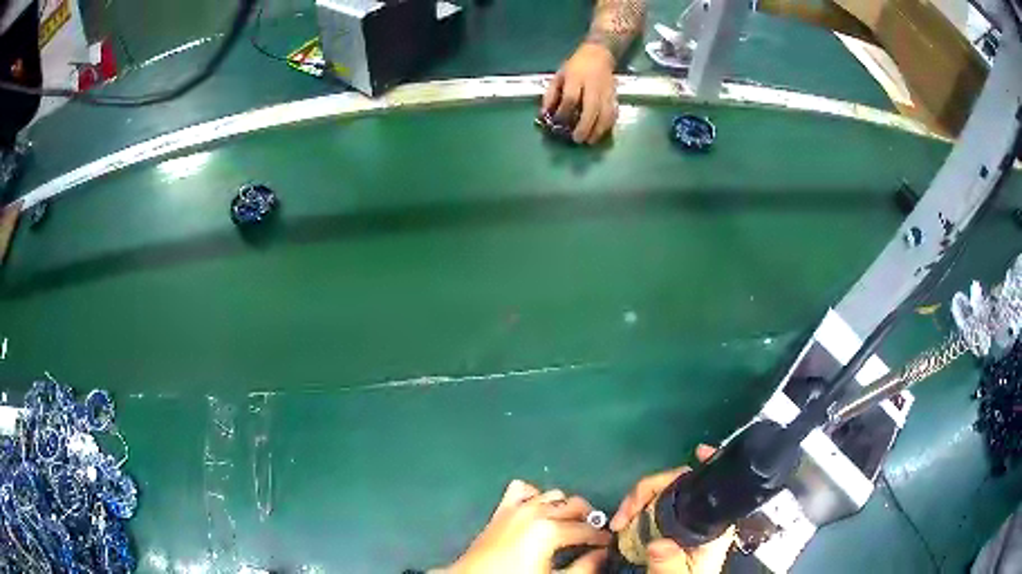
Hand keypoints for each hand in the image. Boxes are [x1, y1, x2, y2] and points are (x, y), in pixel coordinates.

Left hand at [450, 480, 610, 573]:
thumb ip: (584, 567)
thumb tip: (602, 554)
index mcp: (550, 529)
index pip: (587, 529)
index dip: (601, 538)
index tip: (608, 544)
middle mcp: (535, 511)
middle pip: (574, 505)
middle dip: (588, 518)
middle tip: (592, 535)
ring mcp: (516, 507)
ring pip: (552, 494)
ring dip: (564, 506)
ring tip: (569, 524)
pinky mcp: (500, 510)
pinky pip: (522, 490)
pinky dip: (535, 495)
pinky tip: (538, 511)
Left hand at [541, 43, 618, 144]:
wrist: (599, 54)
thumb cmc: (575, 66)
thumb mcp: (559, 76)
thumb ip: (551, 95)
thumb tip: (545, 114)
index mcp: (576, 78)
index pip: (570, 98)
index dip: (564, 112)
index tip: (558, 123)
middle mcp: (593, 85)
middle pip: (591, 108)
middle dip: (584, 126)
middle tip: (577, 139)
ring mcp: (606, 91)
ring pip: (605, 113)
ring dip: (598, 130)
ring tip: (590, 141)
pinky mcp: (614, 96)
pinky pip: (613, 113)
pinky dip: (608, 125)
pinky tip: (601, 133)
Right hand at [609, 445, 734, 573]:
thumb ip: (670, 564)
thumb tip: (658, 544)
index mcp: (712, 528)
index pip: (712, 488)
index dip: (708, 465)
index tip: (699, 451)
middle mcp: (702, 518)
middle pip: (680, 484)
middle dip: (650, 488)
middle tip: (623, 513)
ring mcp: (686, 520)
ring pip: (665, 493)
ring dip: (640, 496)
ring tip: (621, 518)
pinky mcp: (671, 525)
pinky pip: (657, 505)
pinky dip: (641, 502)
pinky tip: (629, 512)